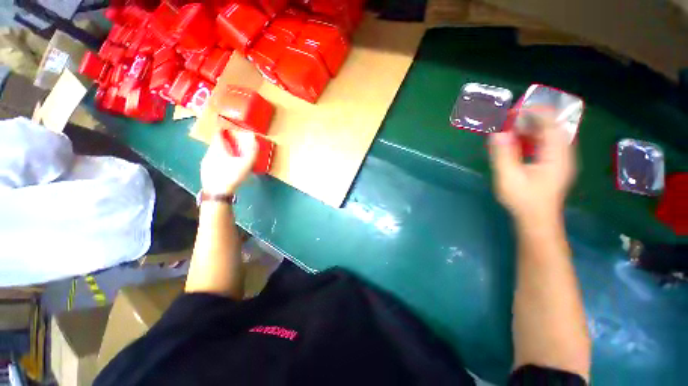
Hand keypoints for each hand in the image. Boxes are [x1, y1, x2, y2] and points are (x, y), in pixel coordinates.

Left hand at [201, 127, 257, 194]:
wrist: (217, 193)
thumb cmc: (232, 176)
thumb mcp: (246, 164)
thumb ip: (251, 152)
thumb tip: (254, 139)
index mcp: (217, 149)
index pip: (218, 134)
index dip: (225, 131)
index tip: (232, 131)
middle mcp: (209, 153)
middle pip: (216, 144)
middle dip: (226, 144)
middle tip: (236, 147)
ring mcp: (205, 163)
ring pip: (213, 153)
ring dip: (222, 153)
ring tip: (232, 158)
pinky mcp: (205, 172)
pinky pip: (212, 162)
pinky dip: (219, 162)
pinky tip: (226, 169)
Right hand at [488, 115, 575, 223]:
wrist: (537, 219)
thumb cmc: (523, 199)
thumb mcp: (509, 176)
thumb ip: (503, 153)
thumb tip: (497, 132)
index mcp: (556, 156)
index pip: (551, 125)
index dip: (535, 113)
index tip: (516, 109)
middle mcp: (564, 154)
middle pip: (553, 127)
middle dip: (532, 119)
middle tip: (511, 118)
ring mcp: (561, 160)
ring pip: (550, 135)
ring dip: (532, 128)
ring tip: (512, 127)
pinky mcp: (555, 165)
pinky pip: (547, 144)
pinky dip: (534, 138)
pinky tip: (520, 141)